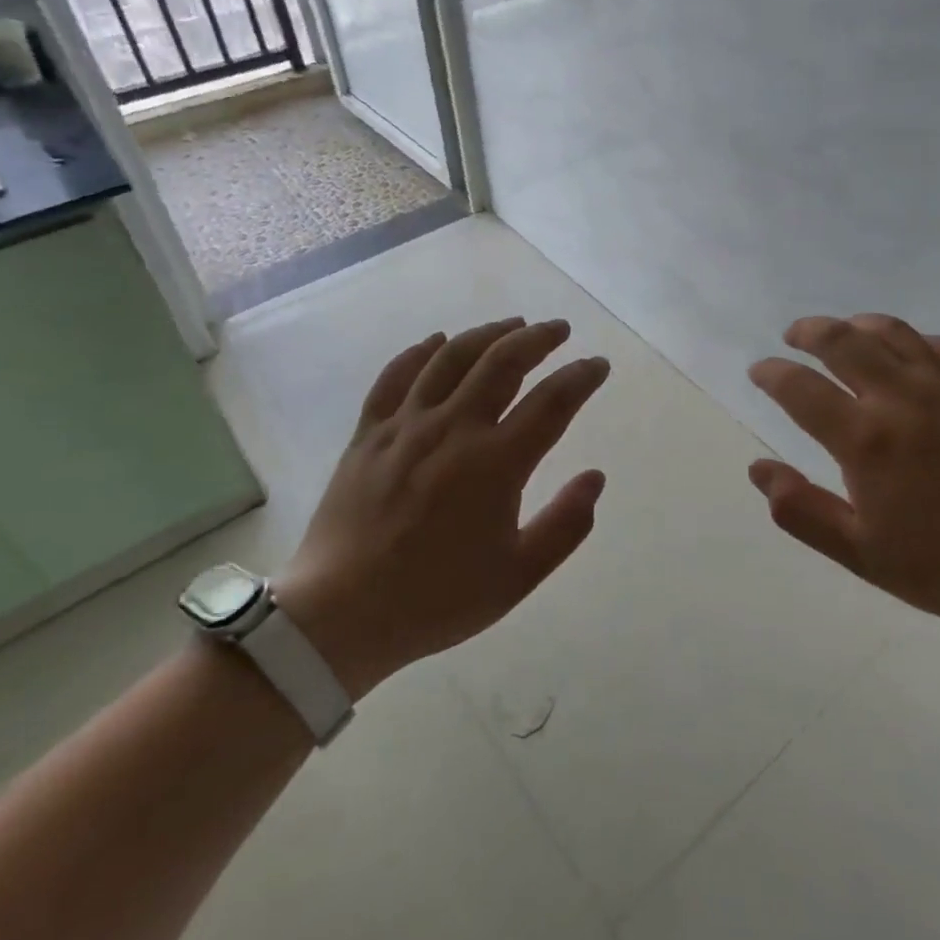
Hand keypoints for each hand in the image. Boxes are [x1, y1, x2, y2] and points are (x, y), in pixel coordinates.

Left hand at [276, 318, 610, 699]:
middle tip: (558, 330)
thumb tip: (595, 477)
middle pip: (502, 362)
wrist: (341, 615)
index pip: (552, 402)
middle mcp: (453, 428)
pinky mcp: (368, 433)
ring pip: (452, 357)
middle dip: (537, 338)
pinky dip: (420, 352)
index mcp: (496, 463)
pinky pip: (396, 376)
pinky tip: (437, 341)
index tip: (598, 365)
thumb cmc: (437, 598)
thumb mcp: (517, 576)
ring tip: (511, 324)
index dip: (581, 377)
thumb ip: (565, 525)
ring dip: (487, 333)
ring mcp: (406, 425)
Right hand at [746, 314, 939, 635]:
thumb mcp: (863, 555)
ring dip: (859, 324)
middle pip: (844, 341)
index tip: (760, 371)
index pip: (801, 389)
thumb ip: (803, 511)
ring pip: (894, 333)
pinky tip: (912, 349)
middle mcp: (902, 398)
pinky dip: (917, 340)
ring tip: (845, 330)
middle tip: (795, 336)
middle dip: (810, 331)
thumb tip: (758, 469)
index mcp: (865, 439)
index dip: (772, 374)